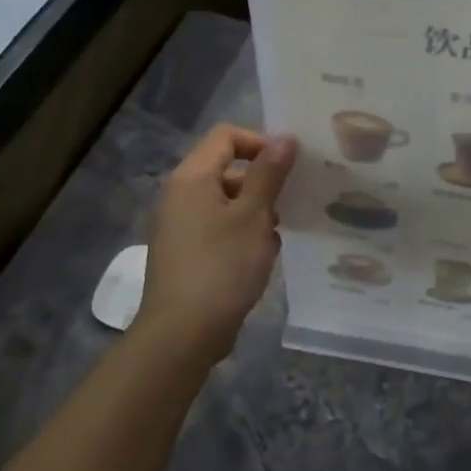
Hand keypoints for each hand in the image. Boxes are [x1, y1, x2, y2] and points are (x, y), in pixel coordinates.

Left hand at [135, 124, 296, 365]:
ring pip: (226, 204)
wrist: (182, 333)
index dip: (260, 143)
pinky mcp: (186, 254)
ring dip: (255, 214)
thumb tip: (284, 138)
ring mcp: (180, 226)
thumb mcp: (254, 216)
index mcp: (192, 178)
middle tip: (290, 206)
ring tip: (275, 238)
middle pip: (227, 170)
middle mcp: (180, 196)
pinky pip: (218, 230)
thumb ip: (269, 174)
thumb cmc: (221, 267)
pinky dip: (240, 236)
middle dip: (261, 184)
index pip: (226, 137)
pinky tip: (260, 260)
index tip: (289, 168)